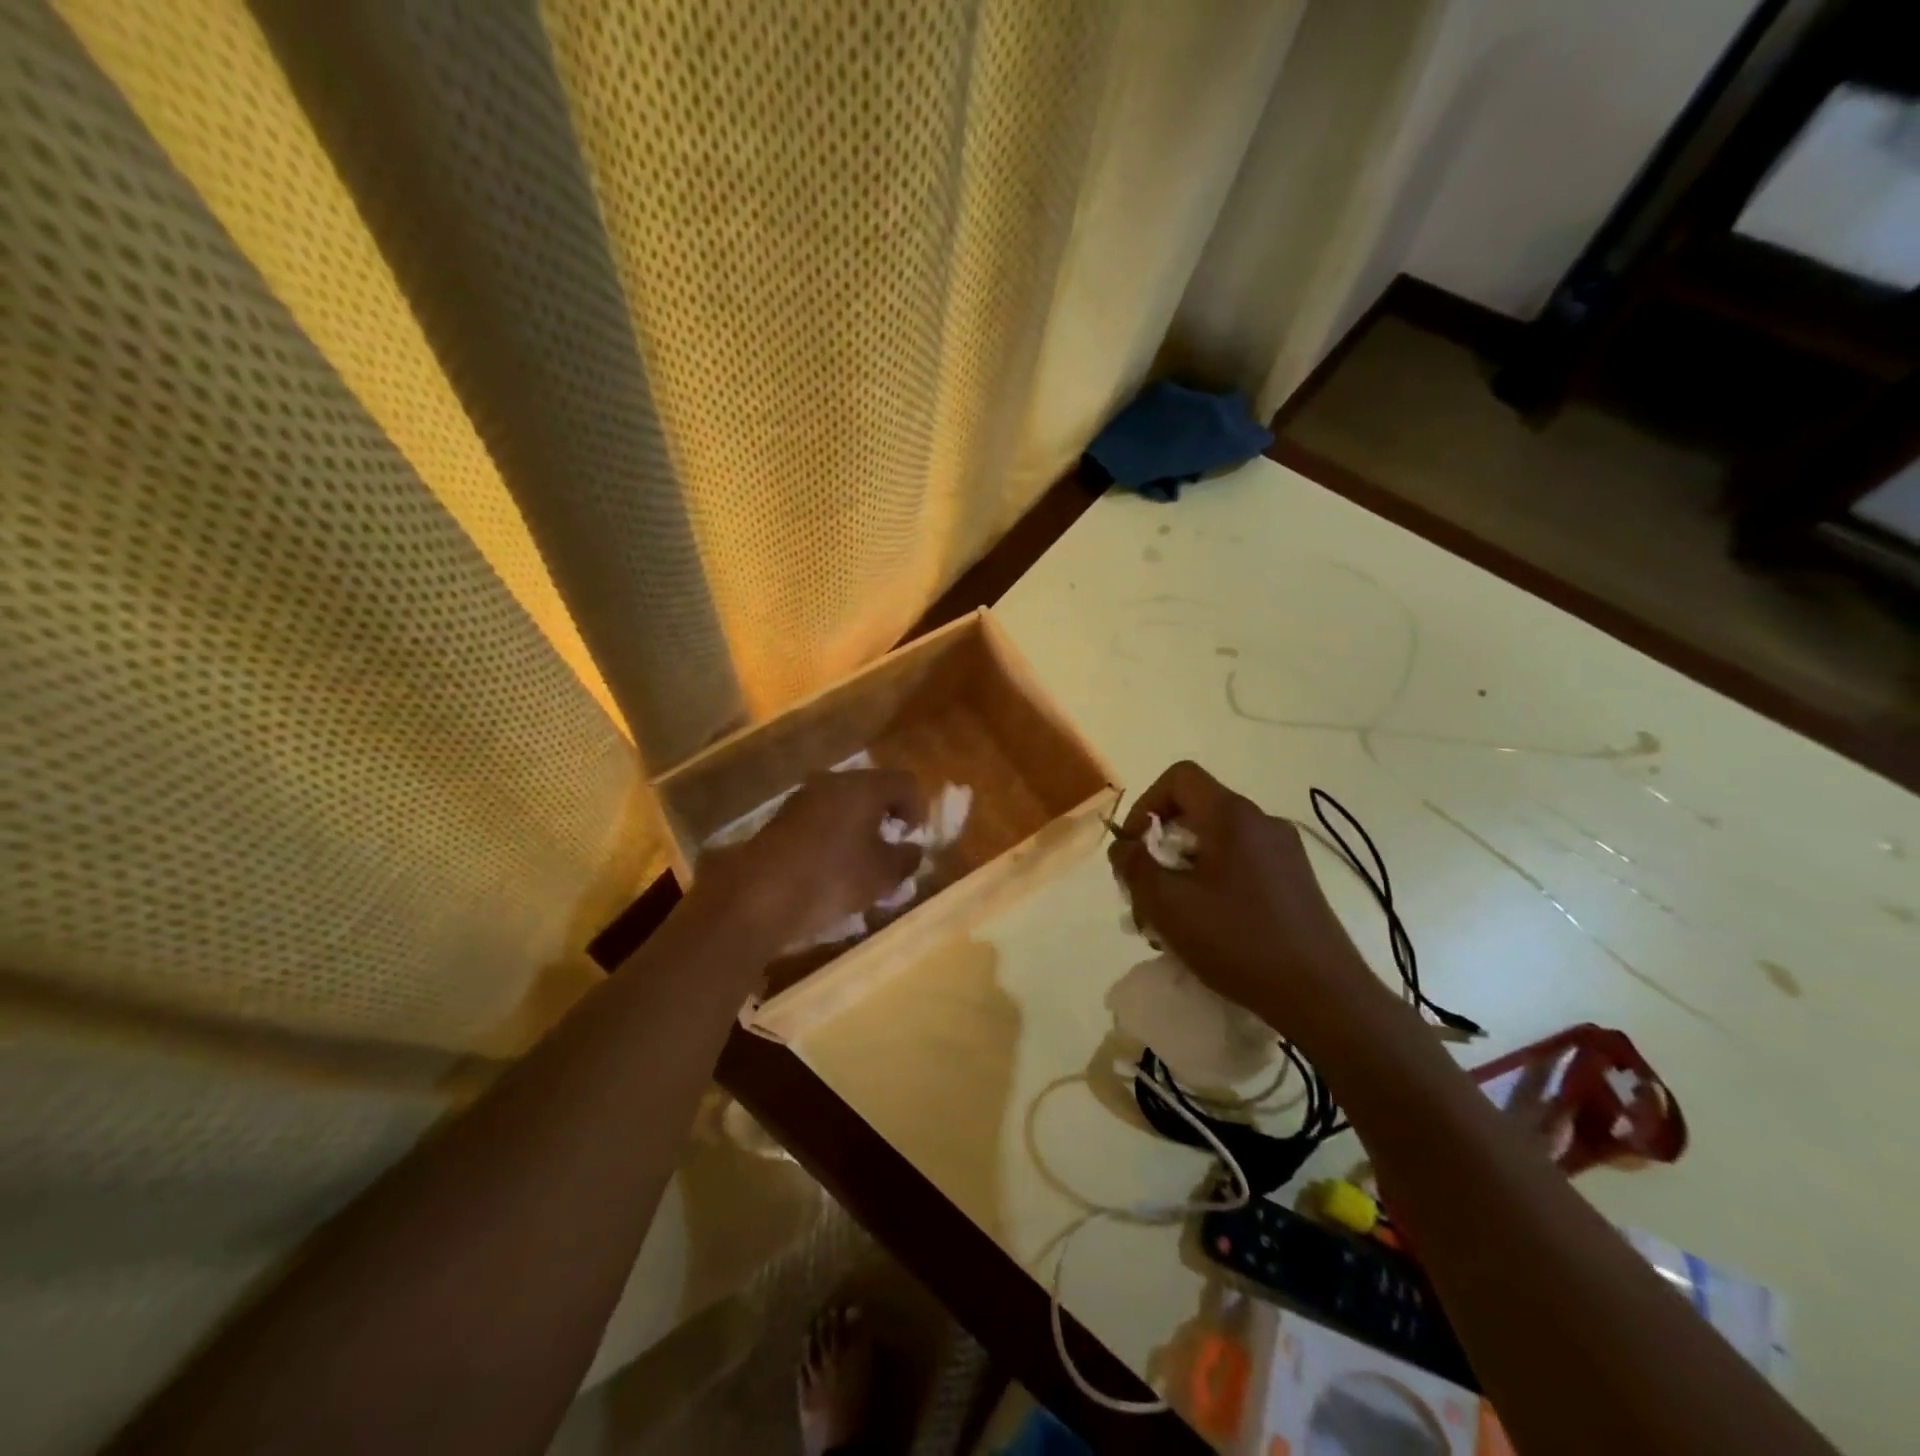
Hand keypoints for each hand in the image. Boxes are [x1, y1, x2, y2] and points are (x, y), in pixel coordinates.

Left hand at [701, 769, 926, 945]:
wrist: (759, 896)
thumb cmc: (833, 878)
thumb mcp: (883, 875)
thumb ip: (906, 859)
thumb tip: (912, 850)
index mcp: (863, 786)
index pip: (905, 783)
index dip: (918, 810)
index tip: (913, 840)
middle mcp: (832, 782)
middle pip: (872, 791)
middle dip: (886, 820)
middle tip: (891, 852)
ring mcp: (802, 799)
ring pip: (843, 807)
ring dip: (858, 831)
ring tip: (861, 867)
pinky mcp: (781, 821)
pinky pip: (820, 822)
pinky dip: (833, 840)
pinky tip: (830, 872)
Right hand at [1106, 761, 1376, 1044]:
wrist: (1324, 997)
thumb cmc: (1239, 942)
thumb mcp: (1169, 905)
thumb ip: (1135, 867)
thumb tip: (1124, 846)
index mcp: (1233, 816)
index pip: (1179, 777)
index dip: (1146, 803)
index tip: (1134, 847)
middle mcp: (1262, 823)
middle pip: (1196, 811)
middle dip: (1160, 847)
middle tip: (1145, 891)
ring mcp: (1284, 852)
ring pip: (1216, 843)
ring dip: (1183, 871)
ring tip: (1169, 920)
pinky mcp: (1295, 882)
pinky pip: (1240, 865)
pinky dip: (1211, 883)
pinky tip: (1205, 929)